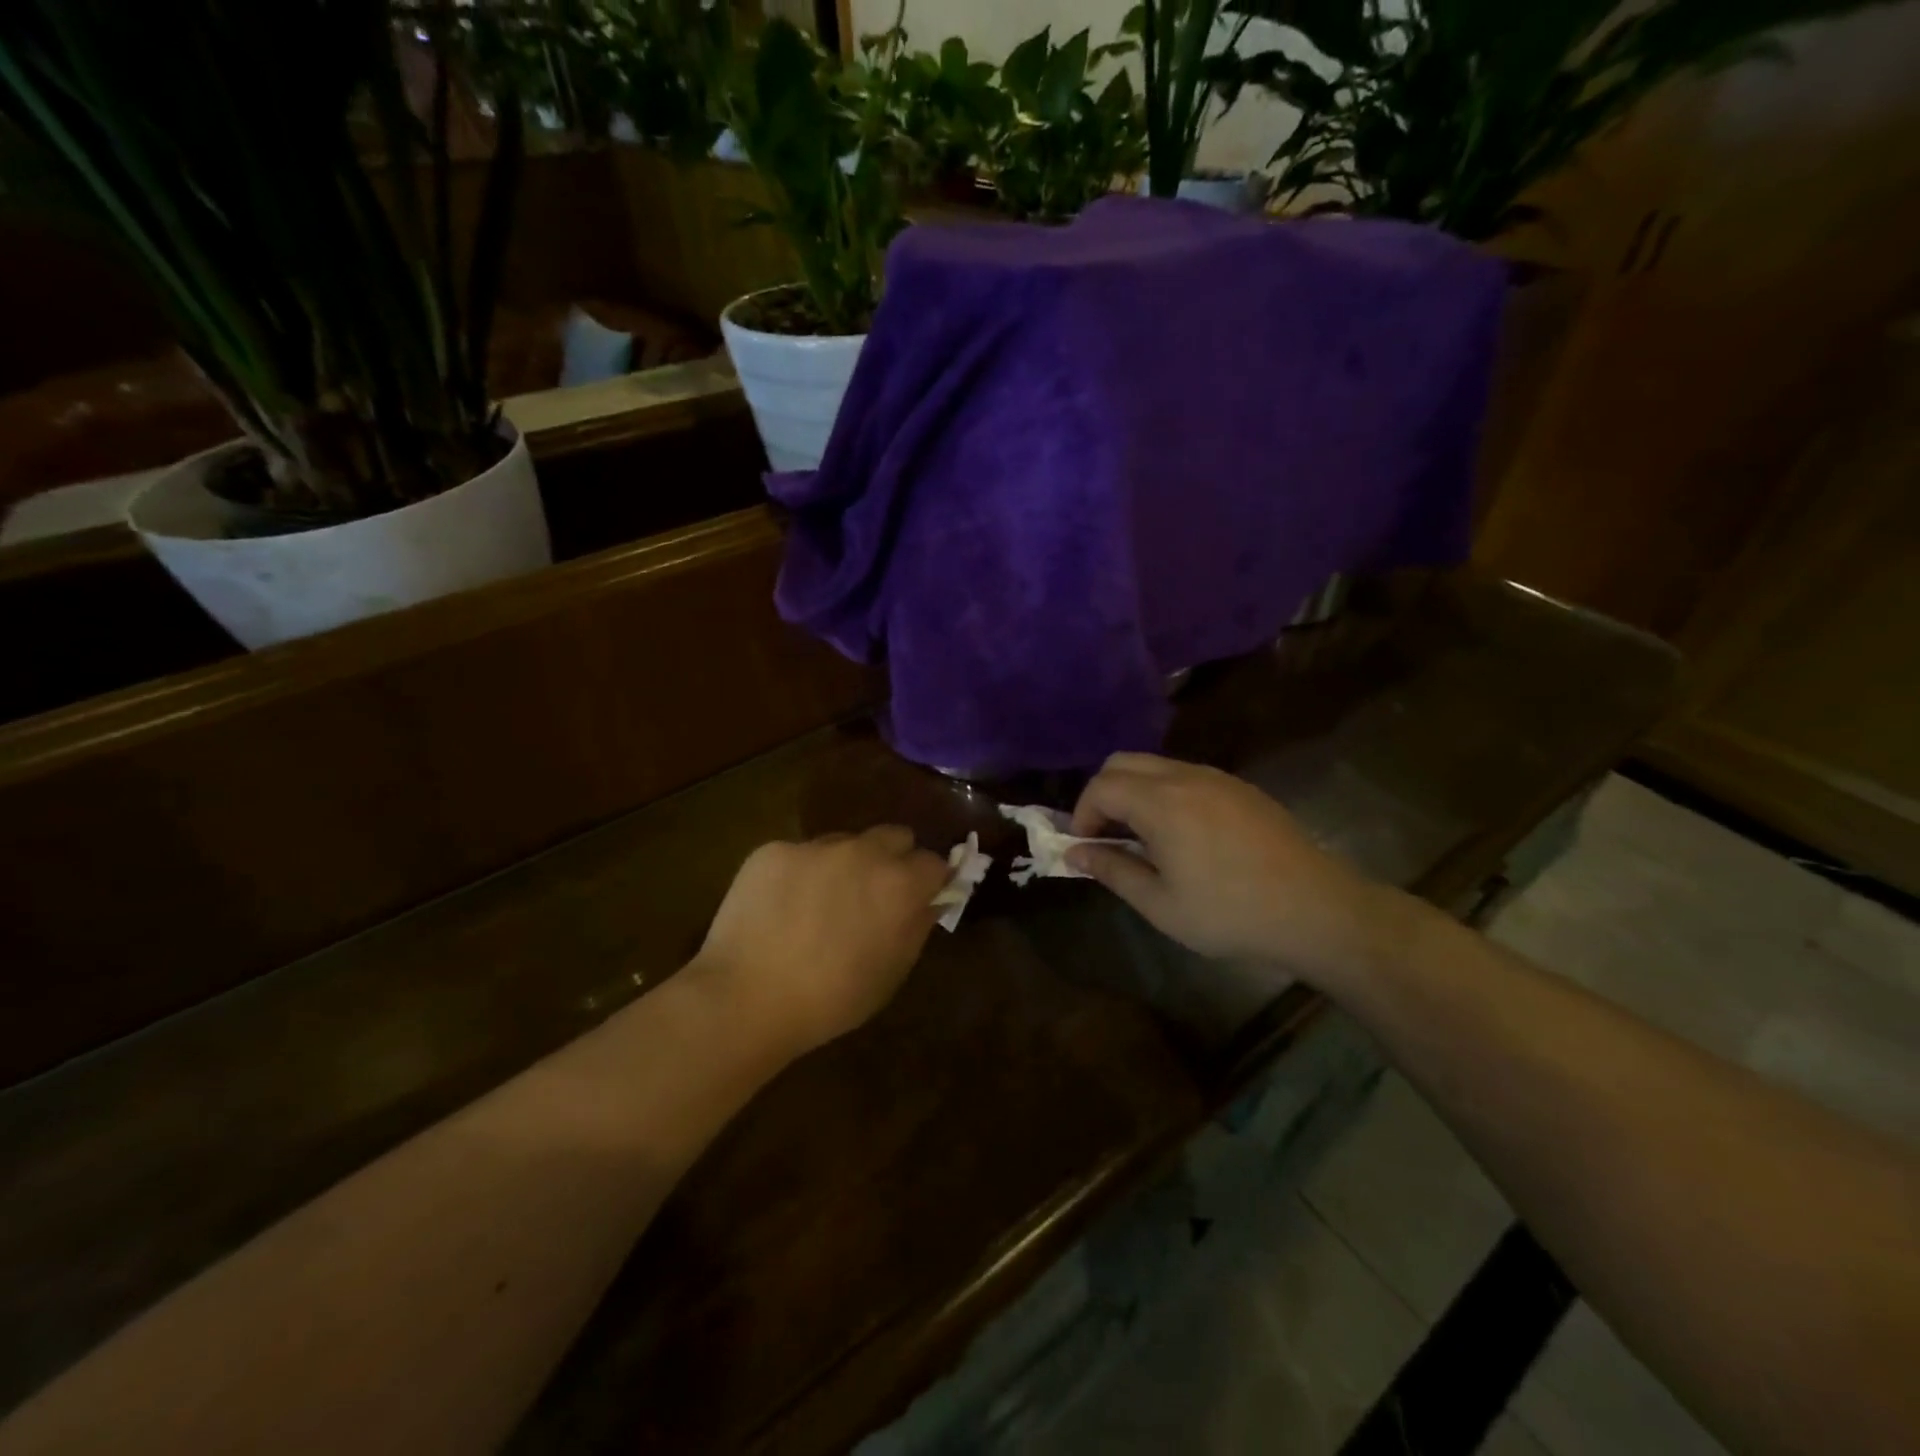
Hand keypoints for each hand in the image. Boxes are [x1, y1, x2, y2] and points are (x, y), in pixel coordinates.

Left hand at [691, 827, 951, 1058]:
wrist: (745, 999)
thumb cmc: (831, 1000)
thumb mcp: (891, 973)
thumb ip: (917, 926)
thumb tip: (929, 900)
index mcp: (899, 884)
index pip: (934, 863)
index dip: (929, 882)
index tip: (918, 900)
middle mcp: (863, 852)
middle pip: (894, 836)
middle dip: (893, 860)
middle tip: (874, 895)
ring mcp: (815, 846)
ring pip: (845, 842)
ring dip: (846, 864)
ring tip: (820, 904)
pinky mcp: (773, 850)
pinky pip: (800, 854)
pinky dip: (800, 874)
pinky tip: (781, 907)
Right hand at [1067, 753, 1403, 984]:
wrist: (1316, 909)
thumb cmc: (1230, 913)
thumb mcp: (1160, 904)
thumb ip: (1112, 870)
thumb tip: (1074, 854)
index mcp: (1161, 802)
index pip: (1101, 786)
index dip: (1082, 814)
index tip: (1085, 847)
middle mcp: (1185, 776)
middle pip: (1123, 763)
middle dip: (1102, 794)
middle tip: (1107, 836)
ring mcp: (1216, 778)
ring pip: (1155, 766)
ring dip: (1134, 792)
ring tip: (1142, 839)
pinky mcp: (1239, 788)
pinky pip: (1185, 775)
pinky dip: (1164, 793)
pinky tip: (1182, 835)